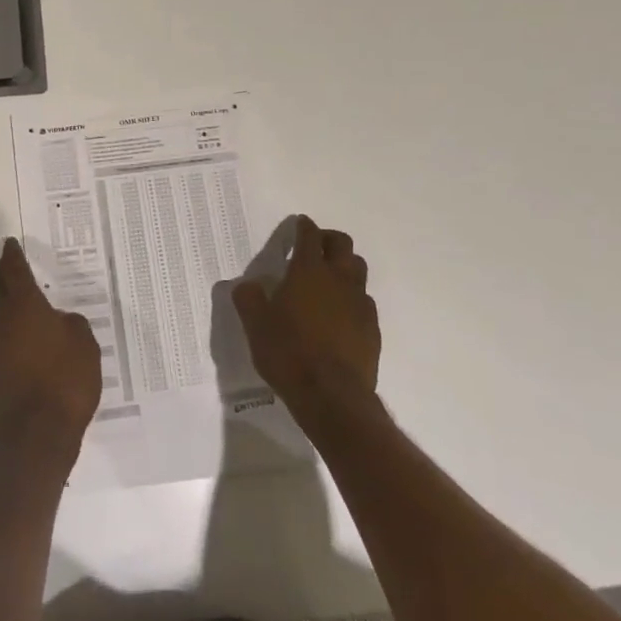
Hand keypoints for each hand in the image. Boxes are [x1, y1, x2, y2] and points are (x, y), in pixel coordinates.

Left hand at [0, 238, 102, 464]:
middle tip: (7, 272)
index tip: (10, 245)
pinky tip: (8, 346)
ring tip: (6, 305)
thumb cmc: (66, 382)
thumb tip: (59, 322)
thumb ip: (71, 325)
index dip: (11, 256)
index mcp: (24, 306)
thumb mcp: (85, 346)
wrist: (35, 437)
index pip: (13, 271)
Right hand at [233, 215, 379, 424]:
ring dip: (344, 266)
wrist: (332, 397)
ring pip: (358, 270)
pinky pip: (364, 301)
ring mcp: (360, 303)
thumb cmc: (288, 353)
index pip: (309, 236)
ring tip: (329, 279)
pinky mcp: (372, 328)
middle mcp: (338, 279)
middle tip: (315, 246)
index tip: (300, 223)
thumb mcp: (255, 325)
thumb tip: (248, 285)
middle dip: (328, 239)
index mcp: (308, 271)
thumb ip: (249, 298)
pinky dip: (352, 298)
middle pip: (342, 244)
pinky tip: (340, 315)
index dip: (304, 226)